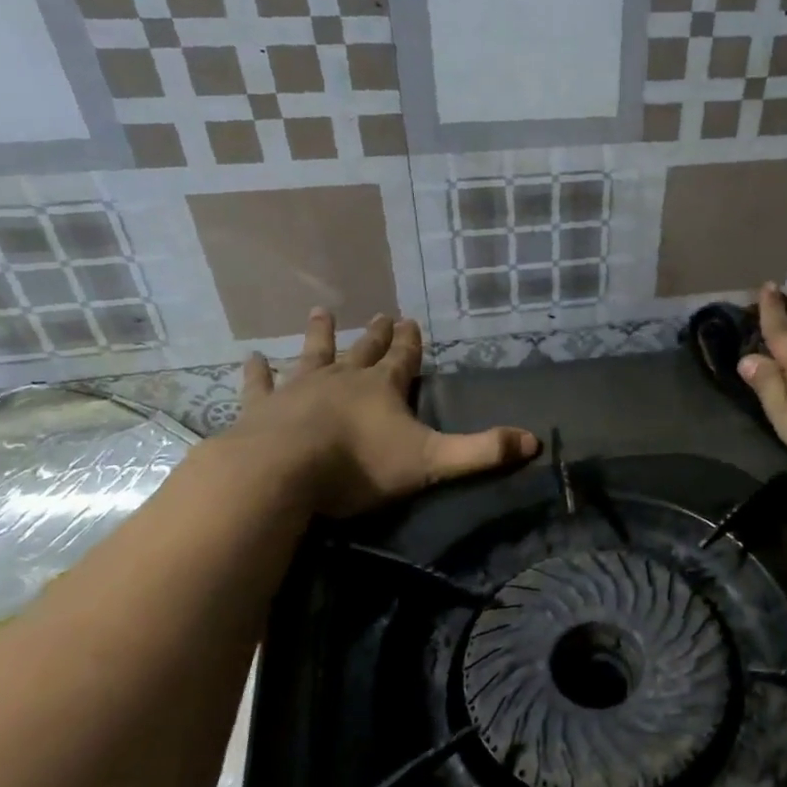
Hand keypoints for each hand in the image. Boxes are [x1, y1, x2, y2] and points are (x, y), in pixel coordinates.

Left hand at [212, 309, 539, 516]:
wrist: (282, 473)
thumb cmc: (360, 466)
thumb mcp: (432, 461)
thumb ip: (482, 452)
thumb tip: (534, 441)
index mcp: (383, 388)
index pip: (404, 359)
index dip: (411, 342)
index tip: (412, 319)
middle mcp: (343, 379)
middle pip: (364, 350)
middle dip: (377, 335)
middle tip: (383, 313)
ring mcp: (299, 389)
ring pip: (313, 355)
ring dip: (320, 335)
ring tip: (320, 312)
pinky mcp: (263, 409)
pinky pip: (261, 385)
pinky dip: (257, 372)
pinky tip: (251, 357)